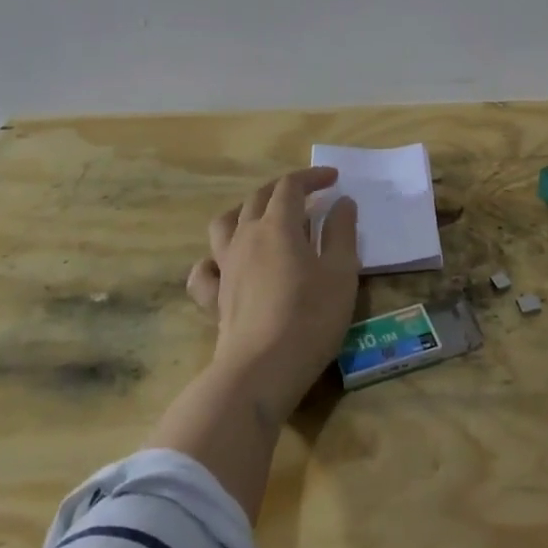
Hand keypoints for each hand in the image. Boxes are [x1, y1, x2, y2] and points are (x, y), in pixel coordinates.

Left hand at [186, 167, 360, 414]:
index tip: (333, 179)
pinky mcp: (214, 297)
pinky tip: (226, 266)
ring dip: (245, 211)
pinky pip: (205, 269)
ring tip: (263, 219)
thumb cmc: (310, 317)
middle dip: (284, 189)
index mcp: (278, 225)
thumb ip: (342, 233)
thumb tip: (342, 202)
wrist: (262, 369)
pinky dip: (214, 260)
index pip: (291, 186)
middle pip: (258, 198)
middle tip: (308, 196)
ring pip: (225, 223)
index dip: (312, 178)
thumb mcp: (341, 272)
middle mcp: (246, 236)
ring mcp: (225, 266)